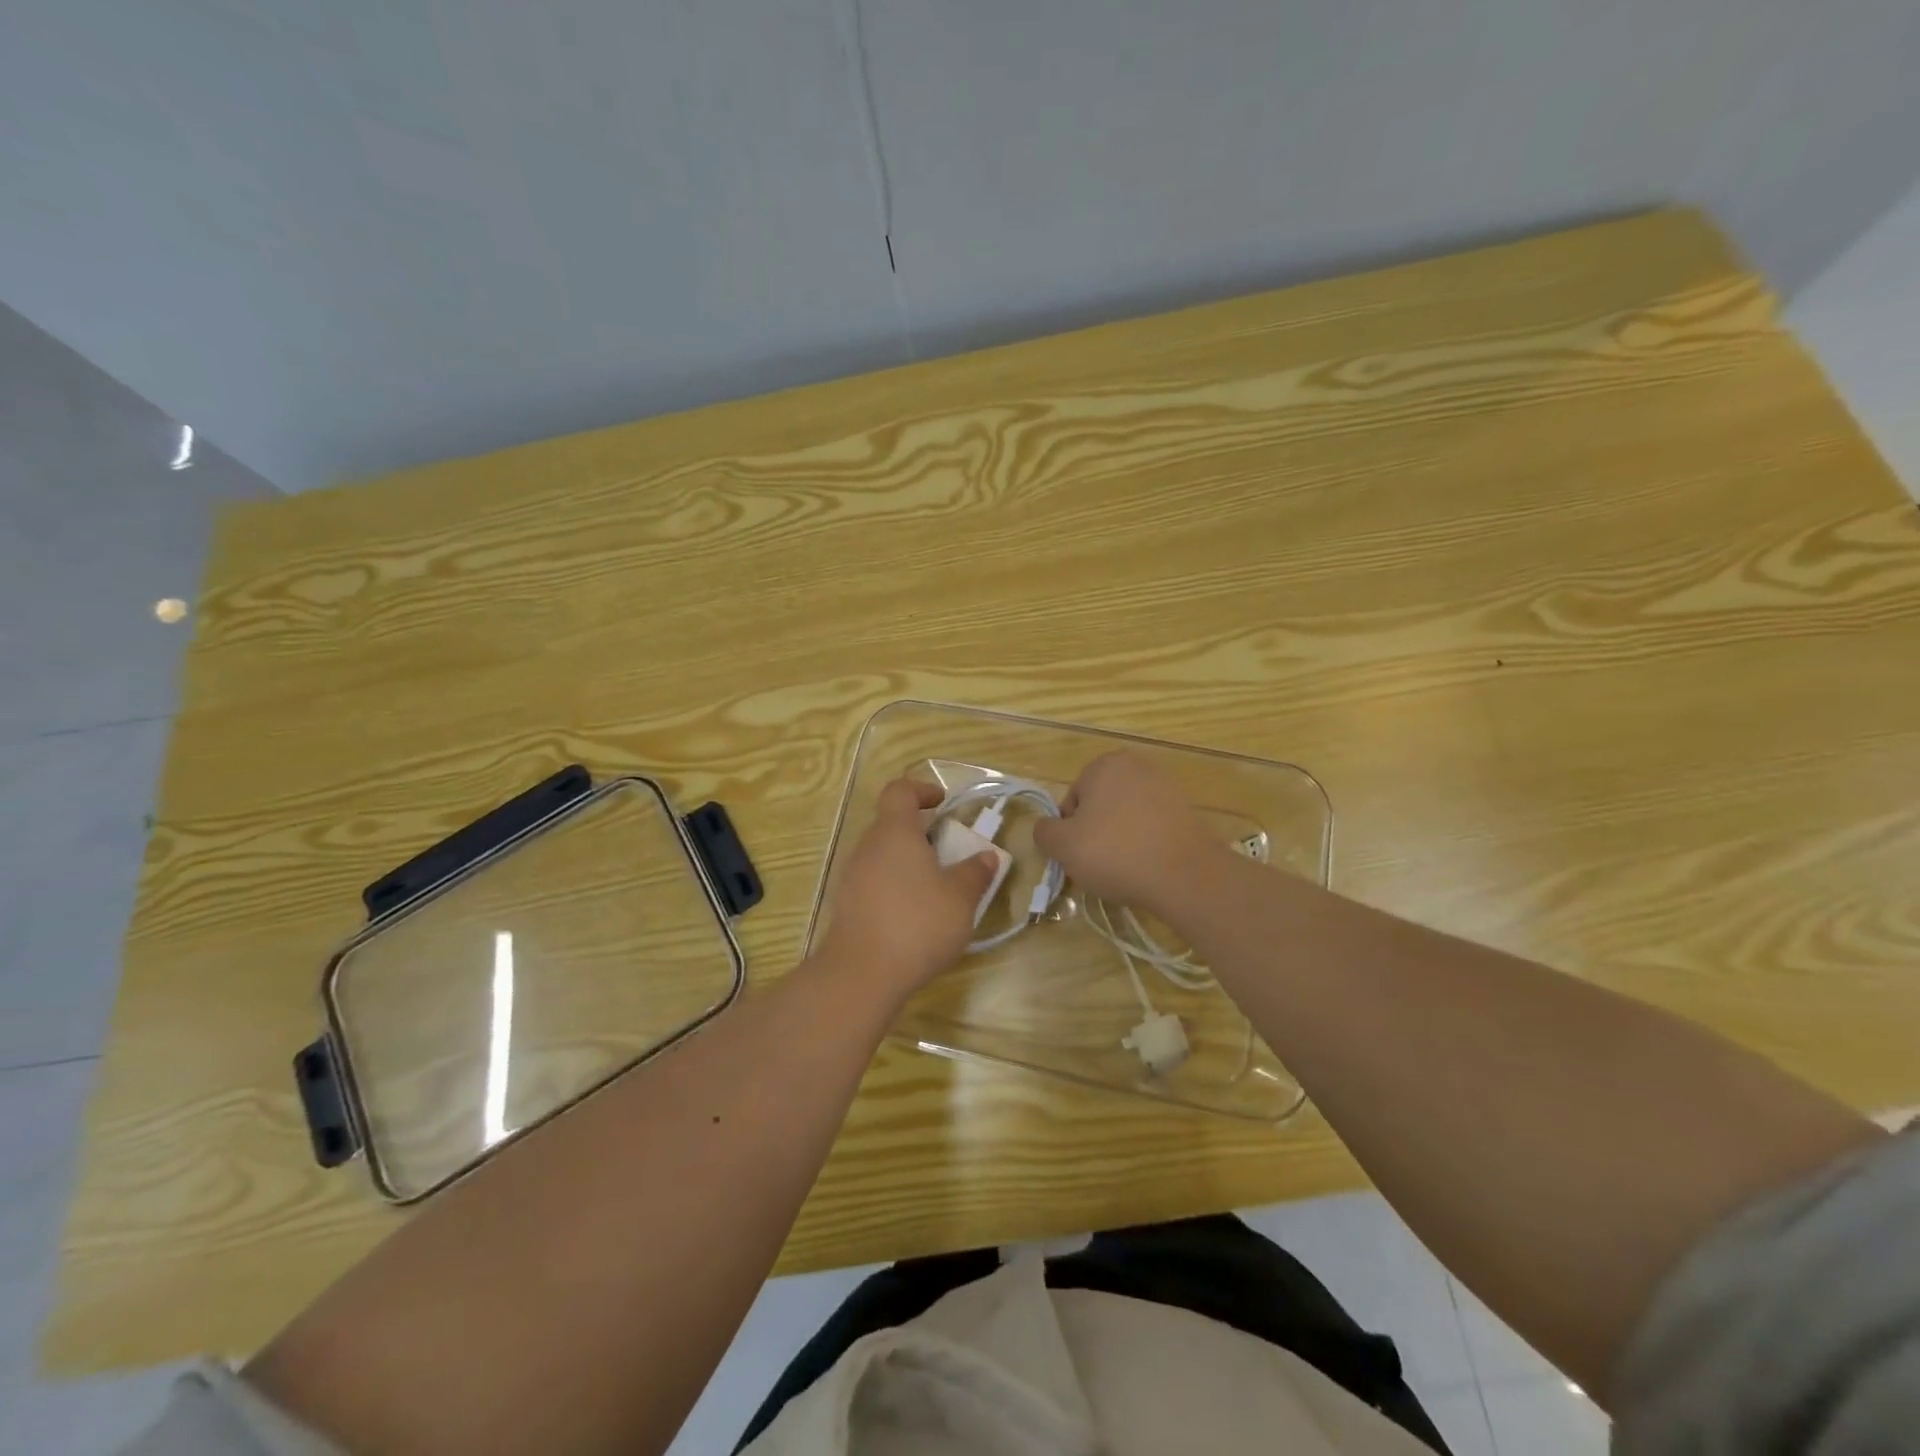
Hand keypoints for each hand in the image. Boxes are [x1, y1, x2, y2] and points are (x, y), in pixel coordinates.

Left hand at [818, 777, 997, 998]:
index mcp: (895, 832)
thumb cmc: (917, 924)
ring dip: (909, 862)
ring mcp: (852, 876)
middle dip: (921, 833)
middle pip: (891, 824)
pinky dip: (895, 887)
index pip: (900, 791)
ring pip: (883, 855)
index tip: (943, 803)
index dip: (922, 790)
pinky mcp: (847, 905)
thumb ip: (975, 872)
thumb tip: (987, 856)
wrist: (861, 974)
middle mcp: (868, 846)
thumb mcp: (960, 898)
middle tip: (950, 853)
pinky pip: (874, 882)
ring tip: (937, 888)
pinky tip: (915, 916)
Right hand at [1031, 751, 1225, 917]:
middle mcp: (1136, 766)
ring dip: (1120, 838)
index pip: (1072, 800)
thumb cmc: (1115, 853)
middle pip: (1100, 805)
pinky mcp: (1187, 810)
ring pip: (1126, 816)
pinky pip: (1152, 826)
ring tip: (1125, 868)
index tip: (1079, 854)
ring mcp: (1166, 786)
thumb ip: (1044, 832)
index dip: (1069, 831)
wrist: (1185, 875)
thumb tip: (1046, 828)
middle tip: (1099, 863)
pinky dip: (1145, 842)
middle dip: (1096, 832)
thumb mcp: (1063, 846)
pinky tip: (1147, 866)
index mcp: (1104, 764)